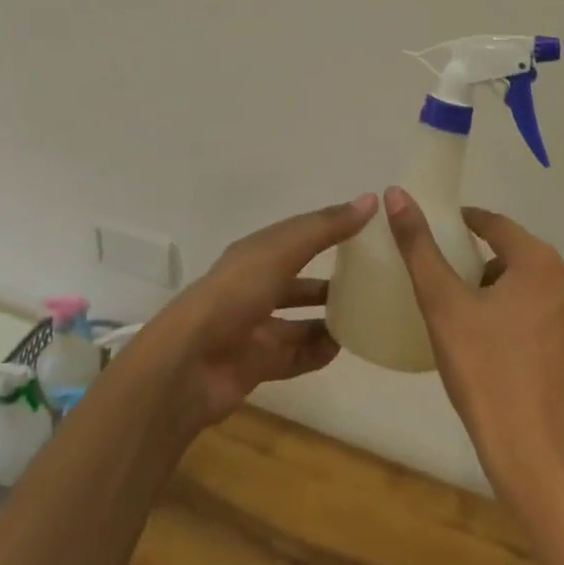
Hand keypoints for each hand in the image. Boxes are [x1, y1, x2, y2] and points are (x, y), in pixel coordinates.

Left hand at [142, 193, 377, 435]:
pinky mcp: (259, 364)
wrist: (190, 364)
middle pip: (300, 278)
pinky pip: (298, 355)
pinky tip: (344, 348)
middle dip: (331, 277)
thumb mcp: (283, 250)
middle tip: (373, 279)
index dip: (331, 228)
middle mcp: (256, 286)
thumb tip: (370, 200)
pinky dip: (319, 351)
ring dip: (329, 318)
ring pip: (301, 319)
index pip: (301, 234)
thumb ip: (325, 228)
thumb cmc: (237, 294)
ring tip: (367, 315)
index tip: (369, 228)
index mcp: (258, 253)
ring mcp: (257, 327)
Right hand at [384, 189, 563, 508]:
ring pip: (540, 289)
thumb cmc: (487, 376)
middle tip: (454, 288)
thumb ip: (419, 246)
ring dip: (511, 295)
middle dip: (487, 265)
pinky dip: (533, 324)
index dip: (467, 224)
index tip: (444, 232)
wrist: (540, 463)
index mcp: (541, 262)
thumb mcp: (443, 306)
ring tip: (478, 322)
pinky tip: (510, 353)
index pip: (496, 225)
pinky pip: (557, 321)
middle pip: (520, 257)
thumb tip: (397, 194)